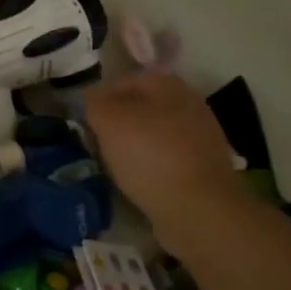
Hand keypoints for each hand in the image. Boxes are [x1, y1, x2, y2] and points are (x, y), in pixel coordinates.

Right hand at [84, 70, 245, 228]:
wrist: (198, 208)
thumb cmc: (149, 154)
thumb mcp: (108, 121)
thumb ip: (94, 104)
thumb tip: (92, 100)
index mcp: (169, 85)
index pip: (125, 81)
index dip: (101, 98)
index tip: (85, 121)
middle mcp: (190, 105)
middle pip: (142, 109)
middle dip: (118, 124)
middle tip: (97, 143)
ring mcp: (202, 138)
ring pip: (155, 135)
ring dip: (134, 147)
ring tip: (113, 165)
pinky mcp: (205, 169)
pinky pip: (168, 160)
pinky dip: (151, 168)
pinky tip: (137, 182)